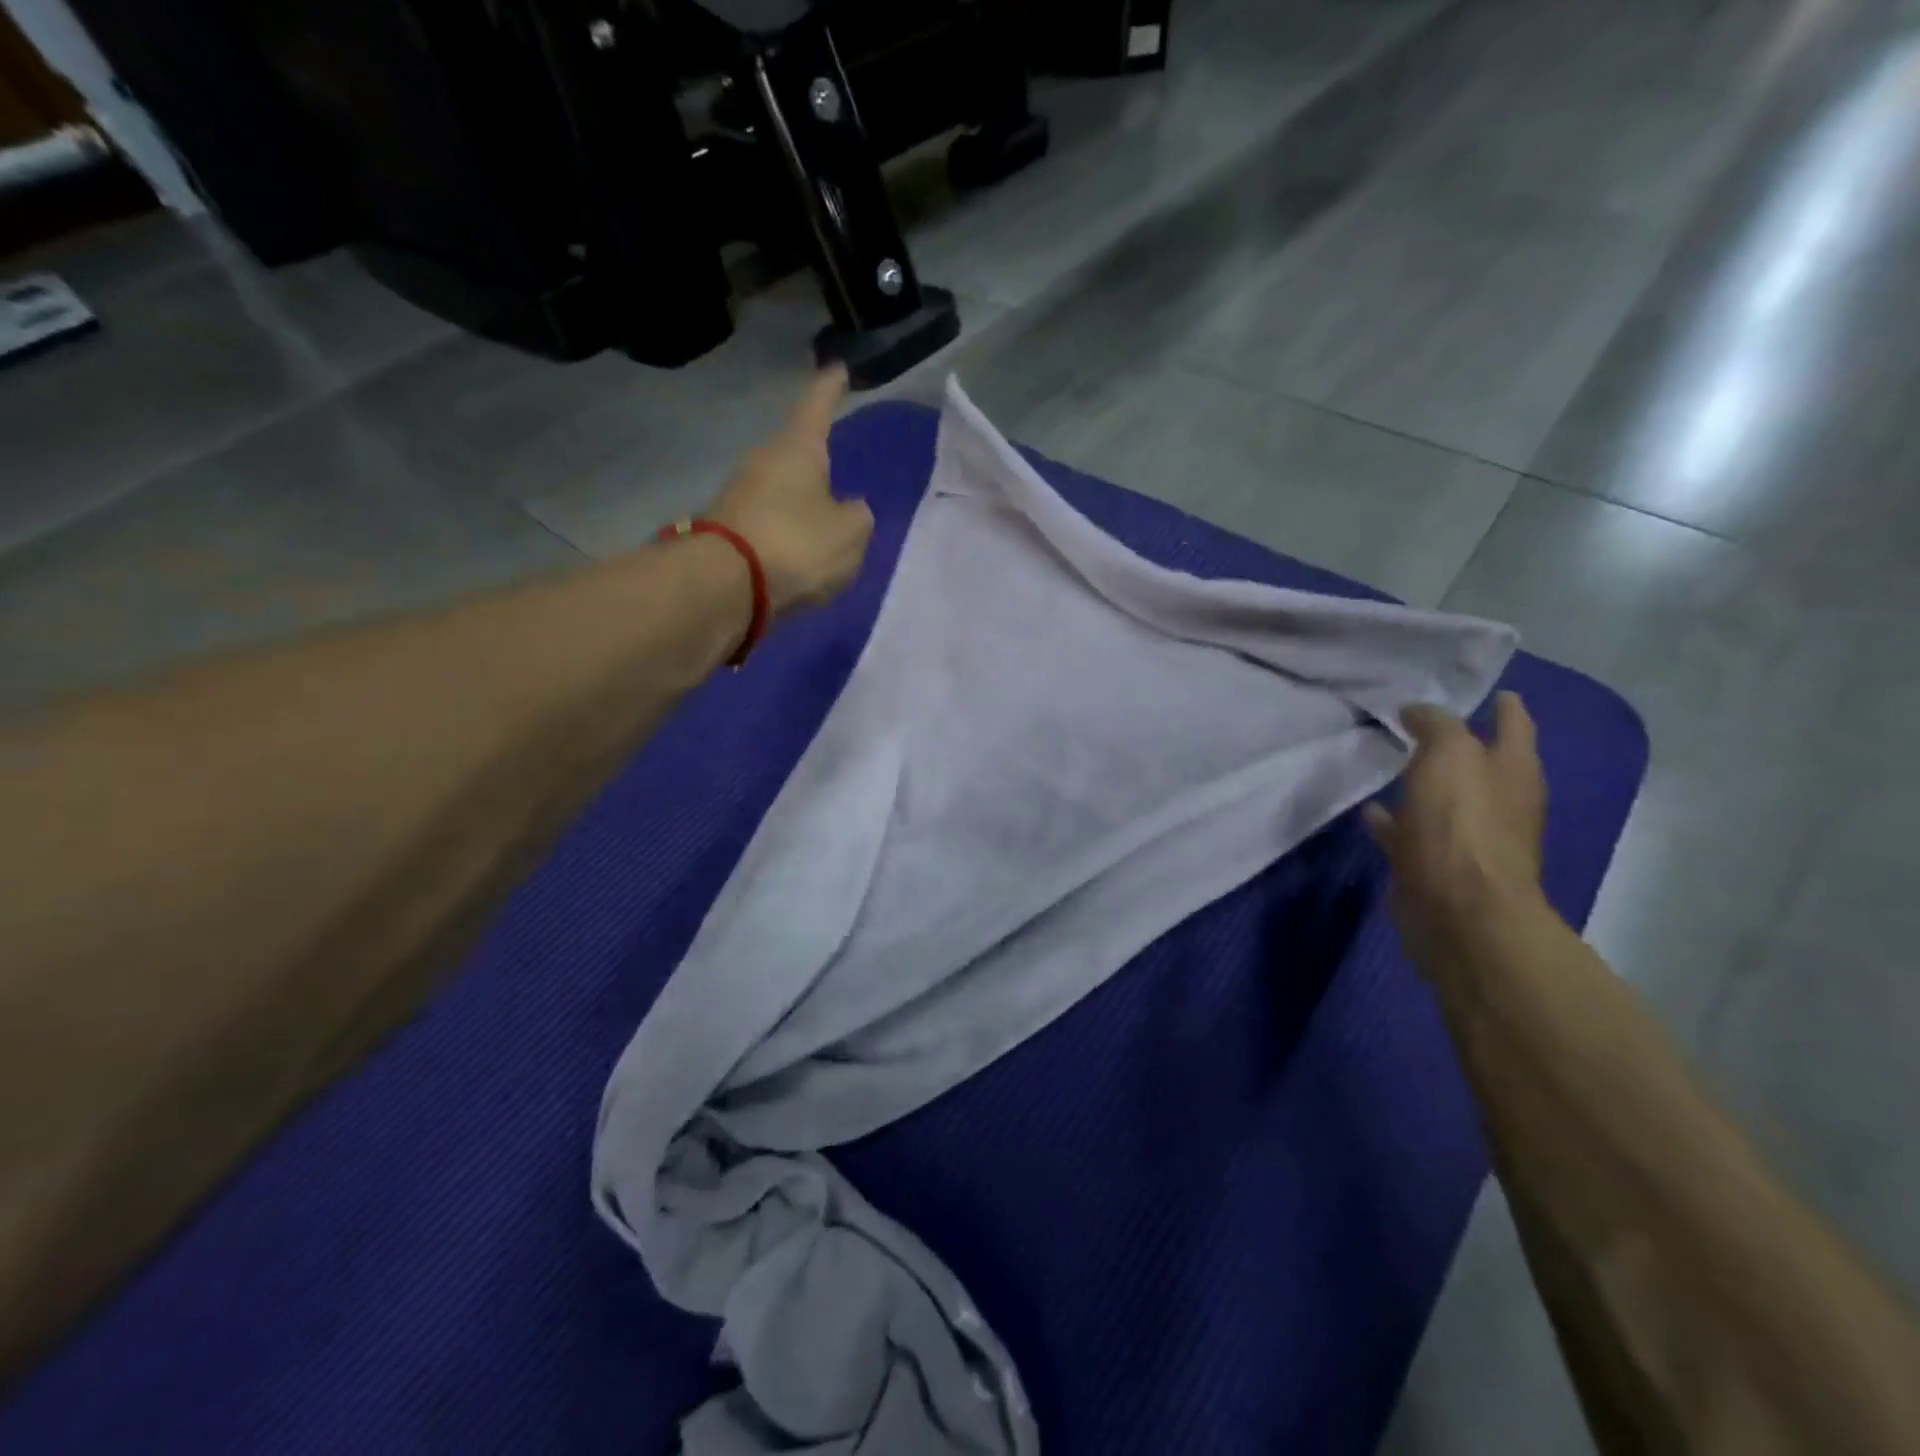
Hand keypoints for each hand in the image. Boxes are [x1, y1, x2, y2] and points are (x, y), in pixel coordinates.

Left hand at [706, 367, 874, 621]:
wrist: (725, 586)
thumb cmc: (797, 545)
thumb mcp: (851, 533)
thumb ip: (858, 516)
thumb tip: (848, 509)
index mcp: (798, 448)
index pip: (817, 406)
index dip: (830, 388)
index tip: (838, 369)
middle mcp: (763, 461)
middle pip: (795, 453)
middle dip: (816, 463)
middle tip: (838, 474)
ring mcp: (739, 495)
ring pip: (781, 491)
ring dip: (800, 504)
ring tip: (823, 527)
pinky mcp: (728, 530)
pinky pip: (769, 523)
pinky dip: (786, 534)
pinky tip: (800, 556)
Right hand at [1363, 692, 1547, 969]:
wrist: (1458, 910)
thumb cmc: (1461, 824)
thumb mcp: (1448, 754)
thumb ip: (1435, 726)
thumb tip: (1416, 712)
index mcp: (1514, 770)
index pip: (1515, 725)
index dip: (1506, 707)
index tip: (1494, 691)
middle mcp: (1499, 802)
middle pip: (1479, 764)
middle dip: (1459, 745)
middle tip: (1424, 724)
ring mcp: (1469, 838)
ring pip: (1444, 800)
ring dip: (1423, 785)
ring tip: (1390, 764)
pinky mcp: (1436, 866)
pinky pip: (1412, 834)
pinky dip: (1394, 822)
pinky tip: (1369, 813)